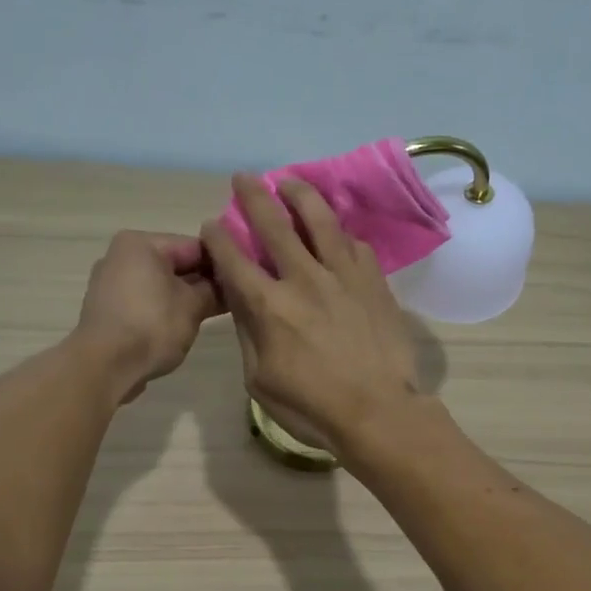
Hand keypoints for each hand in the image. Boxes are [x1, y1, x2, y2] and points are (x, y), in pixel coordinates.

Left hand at [75, 231, 221, 401]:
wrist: (104, 366)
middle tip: (233, 301)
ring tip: (211, 316)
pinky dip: (163, 310)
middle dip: (202, 282)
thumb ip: (213, 290)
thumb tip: (226, 285)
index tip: (243, 281)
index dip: (221, 264)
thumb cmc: (151, 327)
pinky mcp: (107, 310)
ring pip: (159, 285)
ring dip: (184, 298)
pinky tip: (182, 327)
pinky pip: (144, 302)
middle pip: (175, 264)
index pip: (194, 246)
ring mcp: (110, 283)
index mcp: (140, 244)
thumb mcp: (193, 306)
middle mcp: (120, 255)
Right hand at [200, 175, 424, 455]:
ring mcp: (344, 275)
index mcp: (269, 306)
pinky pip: (354, 244)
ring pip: (320, 220)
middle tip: (244, 178)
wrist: (379, 412)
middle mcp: (304, 279)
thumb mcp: (260, 380)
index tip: (211, 224)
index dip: (218, 237)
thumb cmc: (312, 407)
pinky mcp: (374, 281)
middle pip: (274, 224)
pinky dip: (339, 233)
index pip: (234, 259)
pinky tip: (335, 232)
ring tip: (290, 182)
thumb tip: (241, 300)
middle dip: (253, 196)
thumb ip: (248, 333)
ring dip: (300, 195)